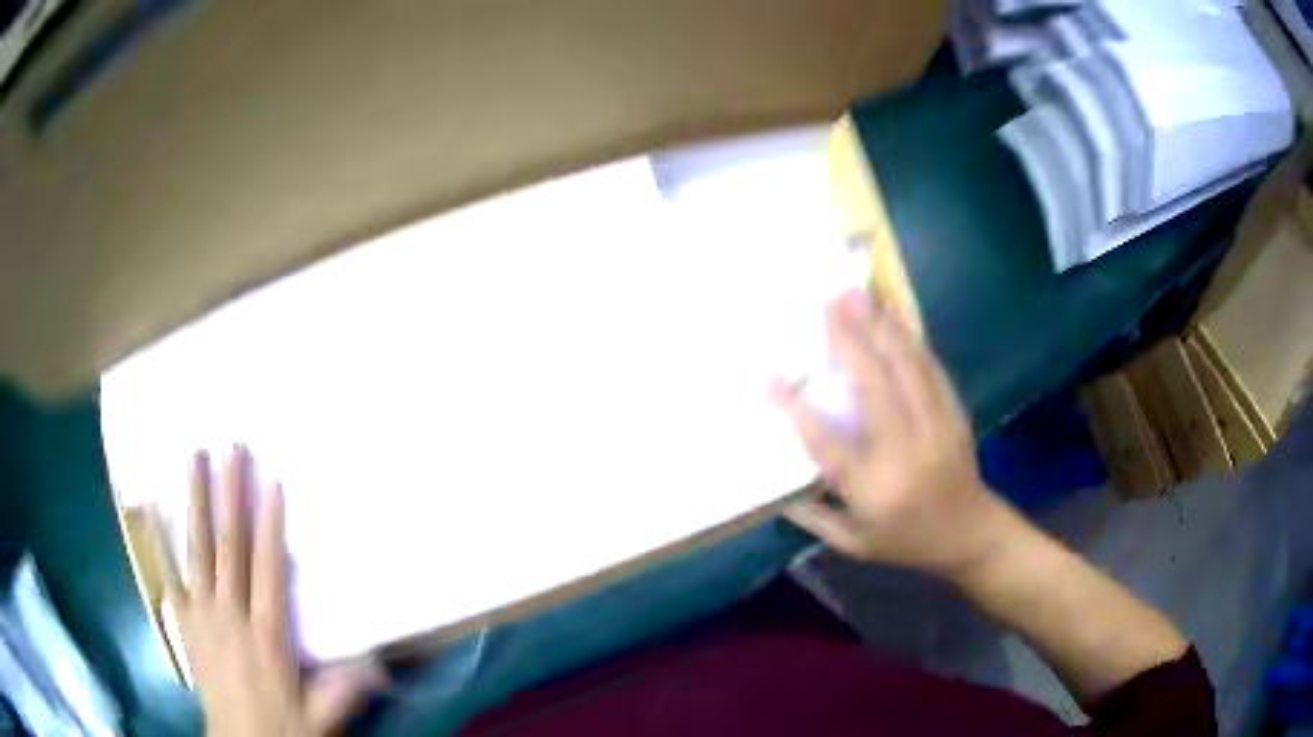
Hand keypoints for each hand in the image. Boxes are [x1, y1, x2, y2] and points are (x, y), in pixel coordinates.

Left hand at [152, 446, 383, 736]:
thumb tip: (385, 666)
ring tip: (194, 457)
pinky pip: (169, 575)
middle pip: (229, 546)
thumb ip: (346, 689)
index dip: (269, 525)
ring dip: (196, 501)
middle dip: (231, 494)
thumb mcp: (322, 717)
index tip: (271, 481)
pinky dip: (160, 540)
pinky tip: (152, 507)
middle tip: (232, 448)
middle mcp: (231, 614)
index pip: (267, 570)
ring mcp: (202, 615)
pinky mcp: (184, 621)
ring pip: (198, 549)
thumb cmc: (282, 727)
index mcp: (267, 635)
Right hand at [773, 290, 1007, 577]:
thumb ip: (815, 517)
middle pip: (875, 388)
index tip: (770, 378)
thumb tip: (776, 492)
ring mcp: (936, 429)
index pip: (828, 444)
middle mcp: (906, 453)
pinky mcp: (954, 414)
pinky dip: (910, 340)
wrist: (971, 534)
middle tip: (827, 303)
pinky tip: (893, 317)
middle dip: (849, 341)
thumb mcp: (856, 544)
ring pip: (907, 369)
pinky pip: (931, 370)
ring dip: (881, 328)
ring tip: (858, 295)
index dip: (796, 409)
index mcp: (875, 490)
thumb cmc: (908, 542)